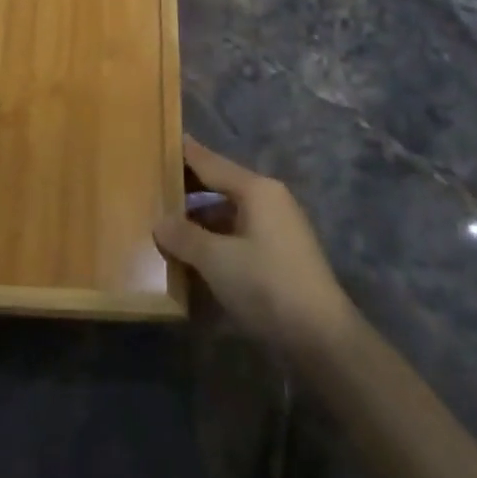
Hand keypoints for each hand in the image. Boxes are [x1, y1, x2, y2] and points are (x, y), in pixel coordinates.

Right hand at [155, 138, 356, 363]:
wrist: (321, 338)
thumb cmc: (266, 284)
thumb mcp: (216, 260)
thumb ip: (184, 236)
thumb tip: (160, 221)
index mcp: (257, 190)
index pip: (212, 163)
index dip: (186, 153)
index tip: (164, 139)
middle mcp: (270, 201)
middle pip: (221, 186)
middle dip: (189, 189)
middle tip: (154, 184)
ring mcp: (278, 229)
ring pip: (230, 214)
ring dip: (201, 219)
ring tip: (167, 223)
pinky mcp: (280, 256)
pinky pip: (239, 235)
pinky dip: (216, 239)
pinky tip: (195, 253)